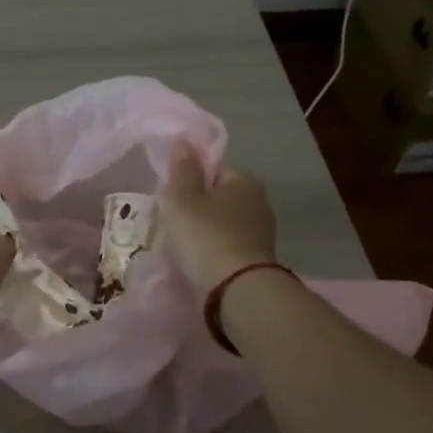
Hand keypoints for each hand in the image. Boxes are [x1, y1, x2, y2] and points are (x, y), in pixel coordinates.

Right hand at [161, 143, 277, 293]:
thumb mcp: (184, 198)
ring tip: (181, 248)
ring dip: (203, 232)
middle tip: (171, 224)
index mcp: (244, 181)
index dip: (189, 181)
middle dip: (196, 208)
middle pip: (218, 198)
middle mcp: (259, 202)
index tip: (170, 198)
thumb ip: (183, 169)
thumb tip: (185, 142)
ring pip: (223, 224)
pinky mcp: (258, 260)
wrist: (236, 290)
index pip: (213, 170)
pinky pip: (227, 247)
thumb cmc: (205, 236)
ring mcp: (262, 233)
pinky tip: (197, 263)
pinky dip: (213, 251)